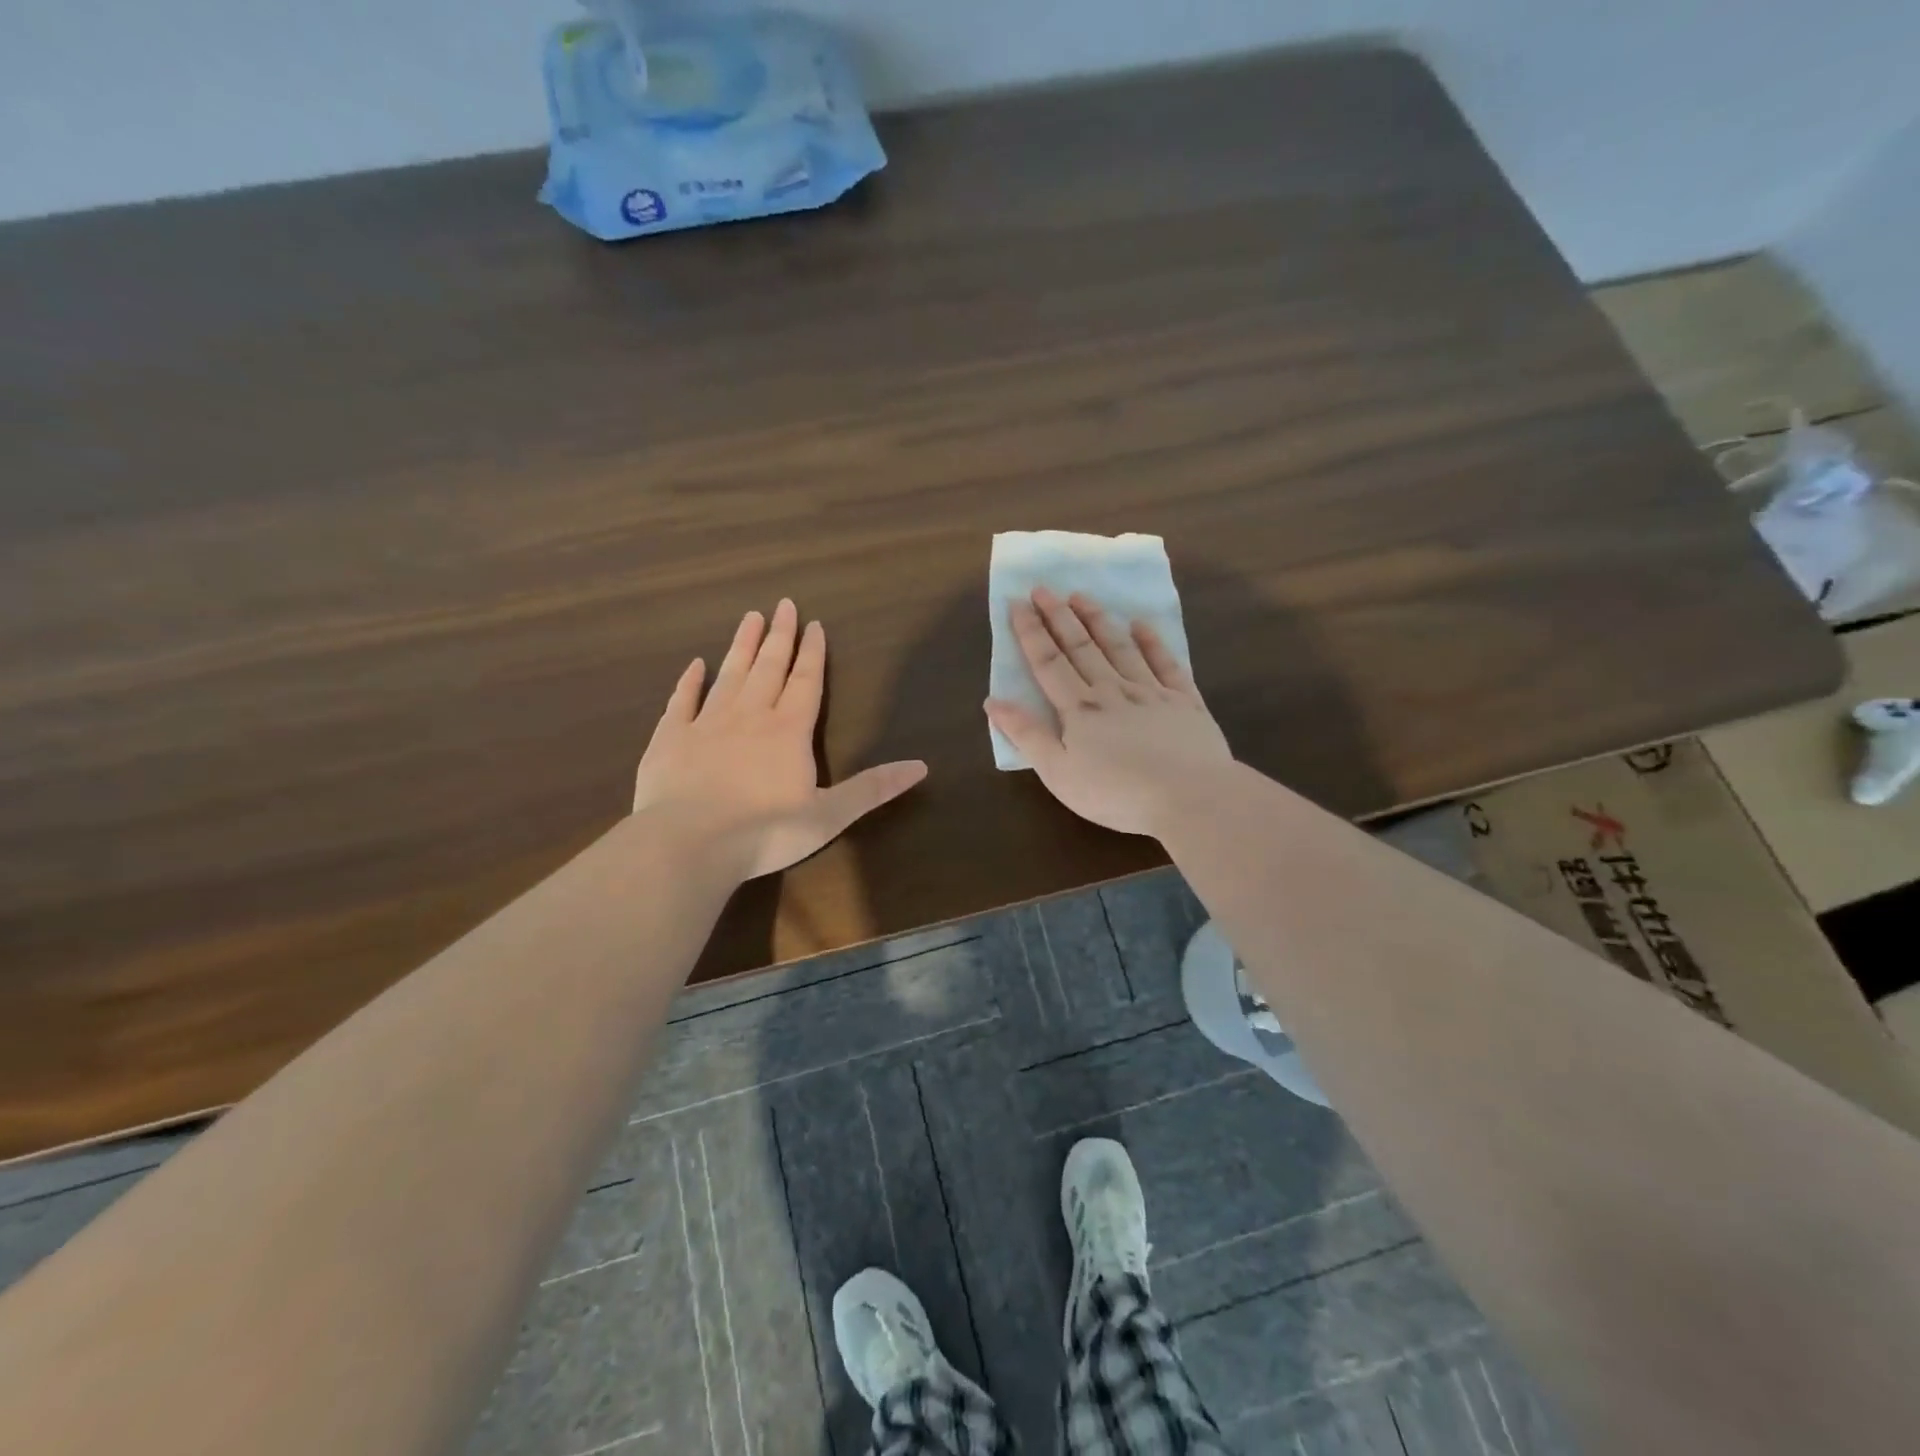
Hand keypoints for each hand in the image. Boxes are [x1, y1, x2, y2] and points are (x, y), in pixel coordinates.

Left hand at [633, 599, 926, 879]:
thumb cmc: (766, 832)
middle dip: (779, 636)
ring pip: (729, 675)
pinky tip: (694, 665)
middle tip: (783, 604)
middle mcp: (749, 716)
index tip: (814, 624)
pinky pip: (682, 701)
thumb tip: (921, 766)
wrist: (688, 844)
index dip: (812, 653)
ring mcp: (706, 724)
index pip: (806, 682)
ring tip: (749, 617)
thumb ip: (873, 788)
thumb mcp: (830, 815)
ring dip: (741, 646)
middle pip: (768, 667)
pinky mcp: (671, 739)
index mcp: (789, 731)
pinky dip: (689, 681)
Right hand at [985, 586, 1231, 836]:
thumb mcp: (1058, 773)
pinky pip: (1166, 663)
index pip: (1048, 662)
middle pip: (1081, 646)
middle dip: (1059, 616)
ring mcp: (1151, 692)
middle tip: (1044, 587)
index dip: (1031, 632)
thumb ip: (1027, 735)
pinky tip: (1141, 624)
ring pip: (1119, 647)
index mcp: (1079, 709)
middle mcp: (1112, 690)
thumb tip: (993, 701)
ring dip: (1098, 619)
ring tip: (1081, 595)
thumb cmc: (1116, 793)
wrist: (1190, 797)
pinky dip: (1152, 641)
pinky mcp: (1184, 701)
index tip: (1018, 603)